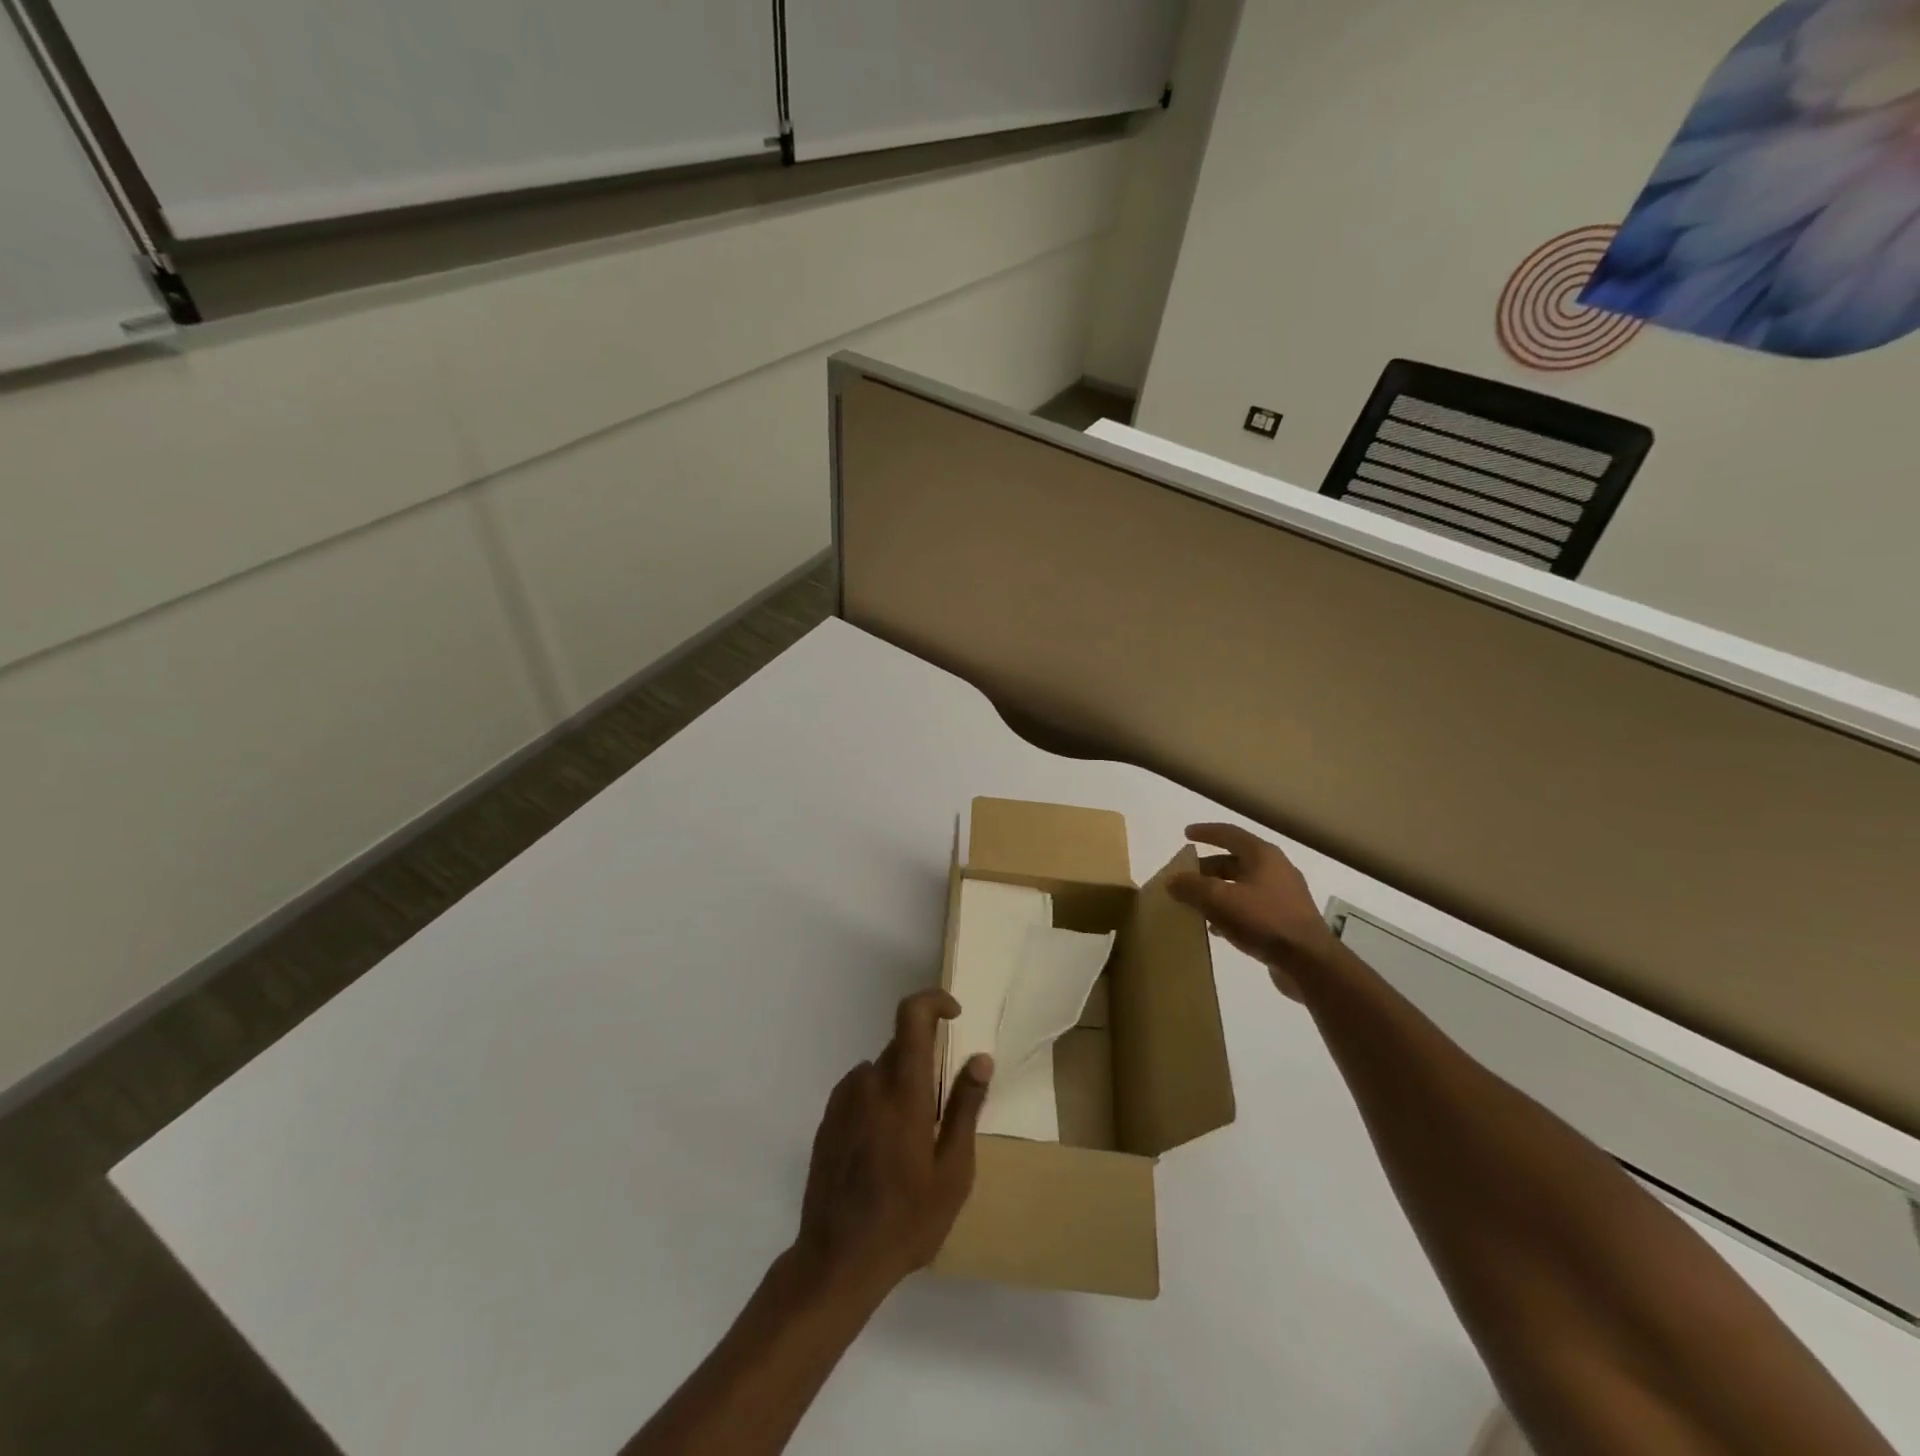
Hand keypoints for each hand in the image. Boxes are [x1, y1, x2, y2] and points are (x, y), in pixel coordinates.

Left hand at [794, 989, 992, 1303]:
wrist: (836, 1261)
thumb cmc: (906, 1220)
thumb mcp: (953, 1171)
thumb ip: (966, 1107)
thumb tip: (981, 1058)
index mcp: (903, 1090)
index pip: (912, 1016)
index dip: (934, 1001)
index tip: (955, 1015)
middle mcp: (869, 1082)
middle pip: (900, 1046)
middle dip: (926, 1062)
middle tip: (941, 1111)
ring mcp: (842, 1100)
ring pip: (880, 1071)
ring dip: (901, 1085)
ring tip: (911, 1141)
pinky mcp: (827, 1120)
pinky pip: (860, 1091)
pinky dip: (878, 1102)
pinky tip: (883, 1150)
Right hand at [1168, 823, 1337, 997]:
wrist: (1309, 962)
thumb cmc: (1264, 920)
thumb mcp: (1219, 900)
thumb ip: (1191, 887)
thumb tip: (1172, 880)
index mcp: (1262, 856)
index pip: (1229, 834)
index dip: (1206, 832)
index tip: (1186, 834)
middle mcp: (1276, 870)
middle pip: (1234, 861)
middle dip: (1207, 868)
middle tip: (1185, 878)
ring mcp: (1284, 896)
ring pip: (1241, 886)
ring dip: (1217, 892)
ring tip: (1196, 904)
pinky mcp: (1286, 920)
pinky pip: (1251, 907)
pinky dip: (1230, 911)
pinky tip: (1217, 929)